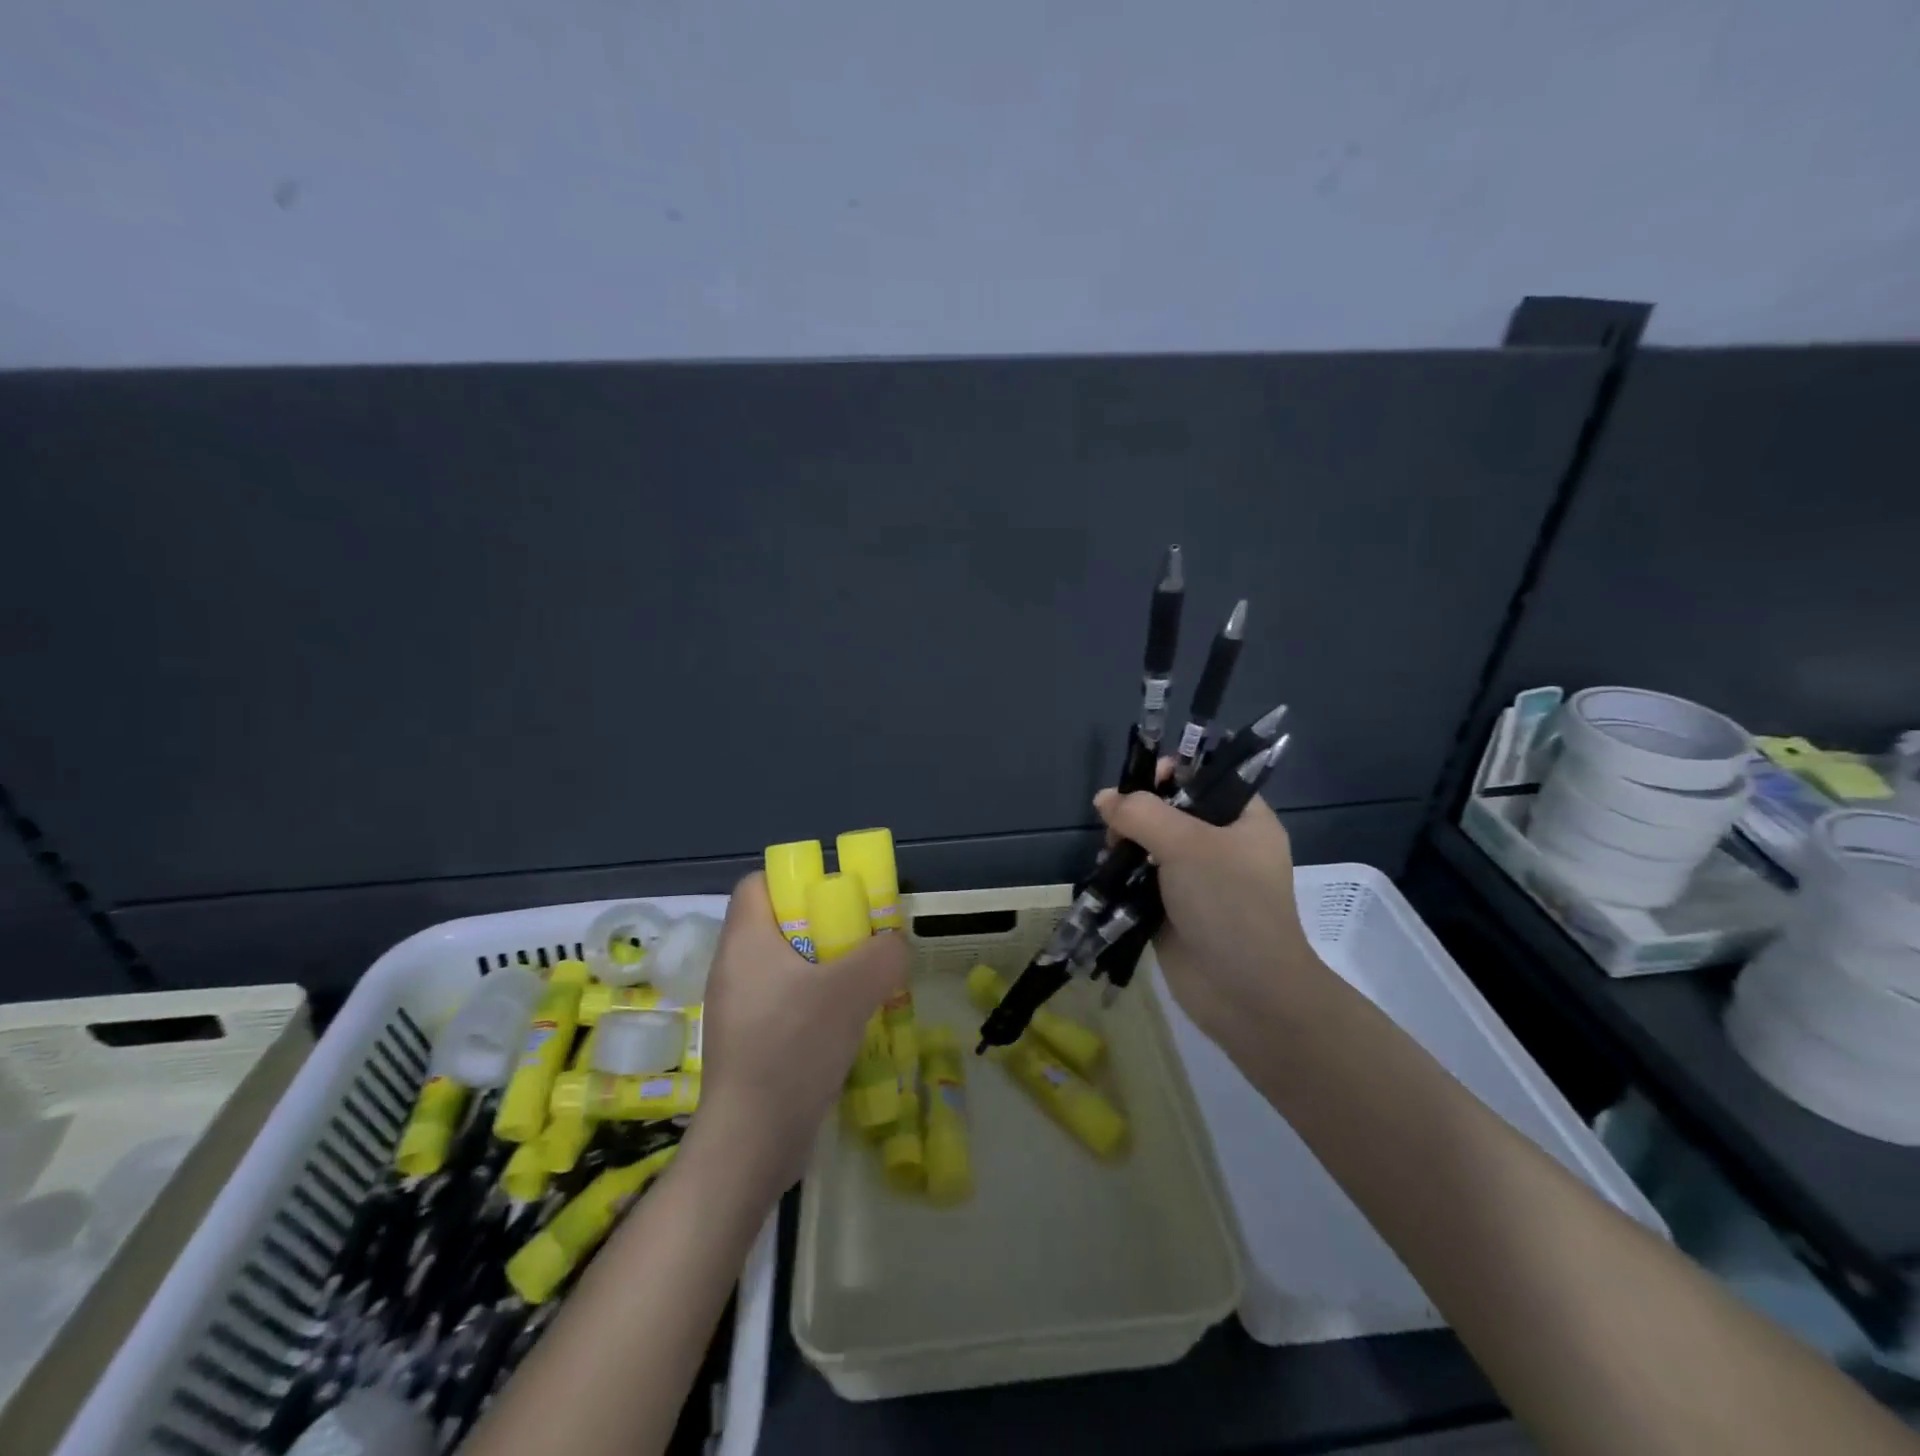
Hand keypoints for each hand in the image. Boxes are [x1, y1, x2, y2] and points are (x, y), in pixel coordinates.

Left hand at [683, 873, 908, 1194]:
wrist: (751, 1142)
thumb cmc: (793, 1048)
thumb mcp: (852, 990)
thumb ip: (883, 954)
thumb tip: (893, 944)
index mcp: (745, 940)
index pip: (760, 883)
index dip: (797, 879)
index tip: (837, 897)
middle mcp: (733, 967)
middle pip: (779, 924)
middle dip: (824, 926)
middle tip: (862, 941)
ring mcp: (738, 1008)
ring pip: (786, 966)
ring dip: (824, 969)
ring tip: (862, 983)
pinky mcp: (747, 1042)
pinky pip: (784, 1002)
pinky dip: (814, 1003)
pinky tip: (845, 1024)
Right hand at [1092, 784, 1324, 1063]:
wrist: (1246, 994)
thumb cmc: (1229, 904)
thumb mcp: (1187, 844)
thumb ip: (1142, 813)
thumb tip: (1104, 799)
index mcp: (1245, 821)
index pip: (1208, 778)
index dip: (1174, 771)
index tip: (1142, 783)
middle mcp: (1222, 846)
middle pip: (1172, 810)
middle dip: (1139, 812)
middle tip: (1119, 827)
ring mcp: (1197, 881)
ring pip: (1151, 846)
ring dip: (1126, 845)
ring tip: (1110, 854)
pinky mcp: (1173, 911)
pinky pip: (1142, 881)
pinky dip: (1123, 876)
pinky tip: (1106, 876)